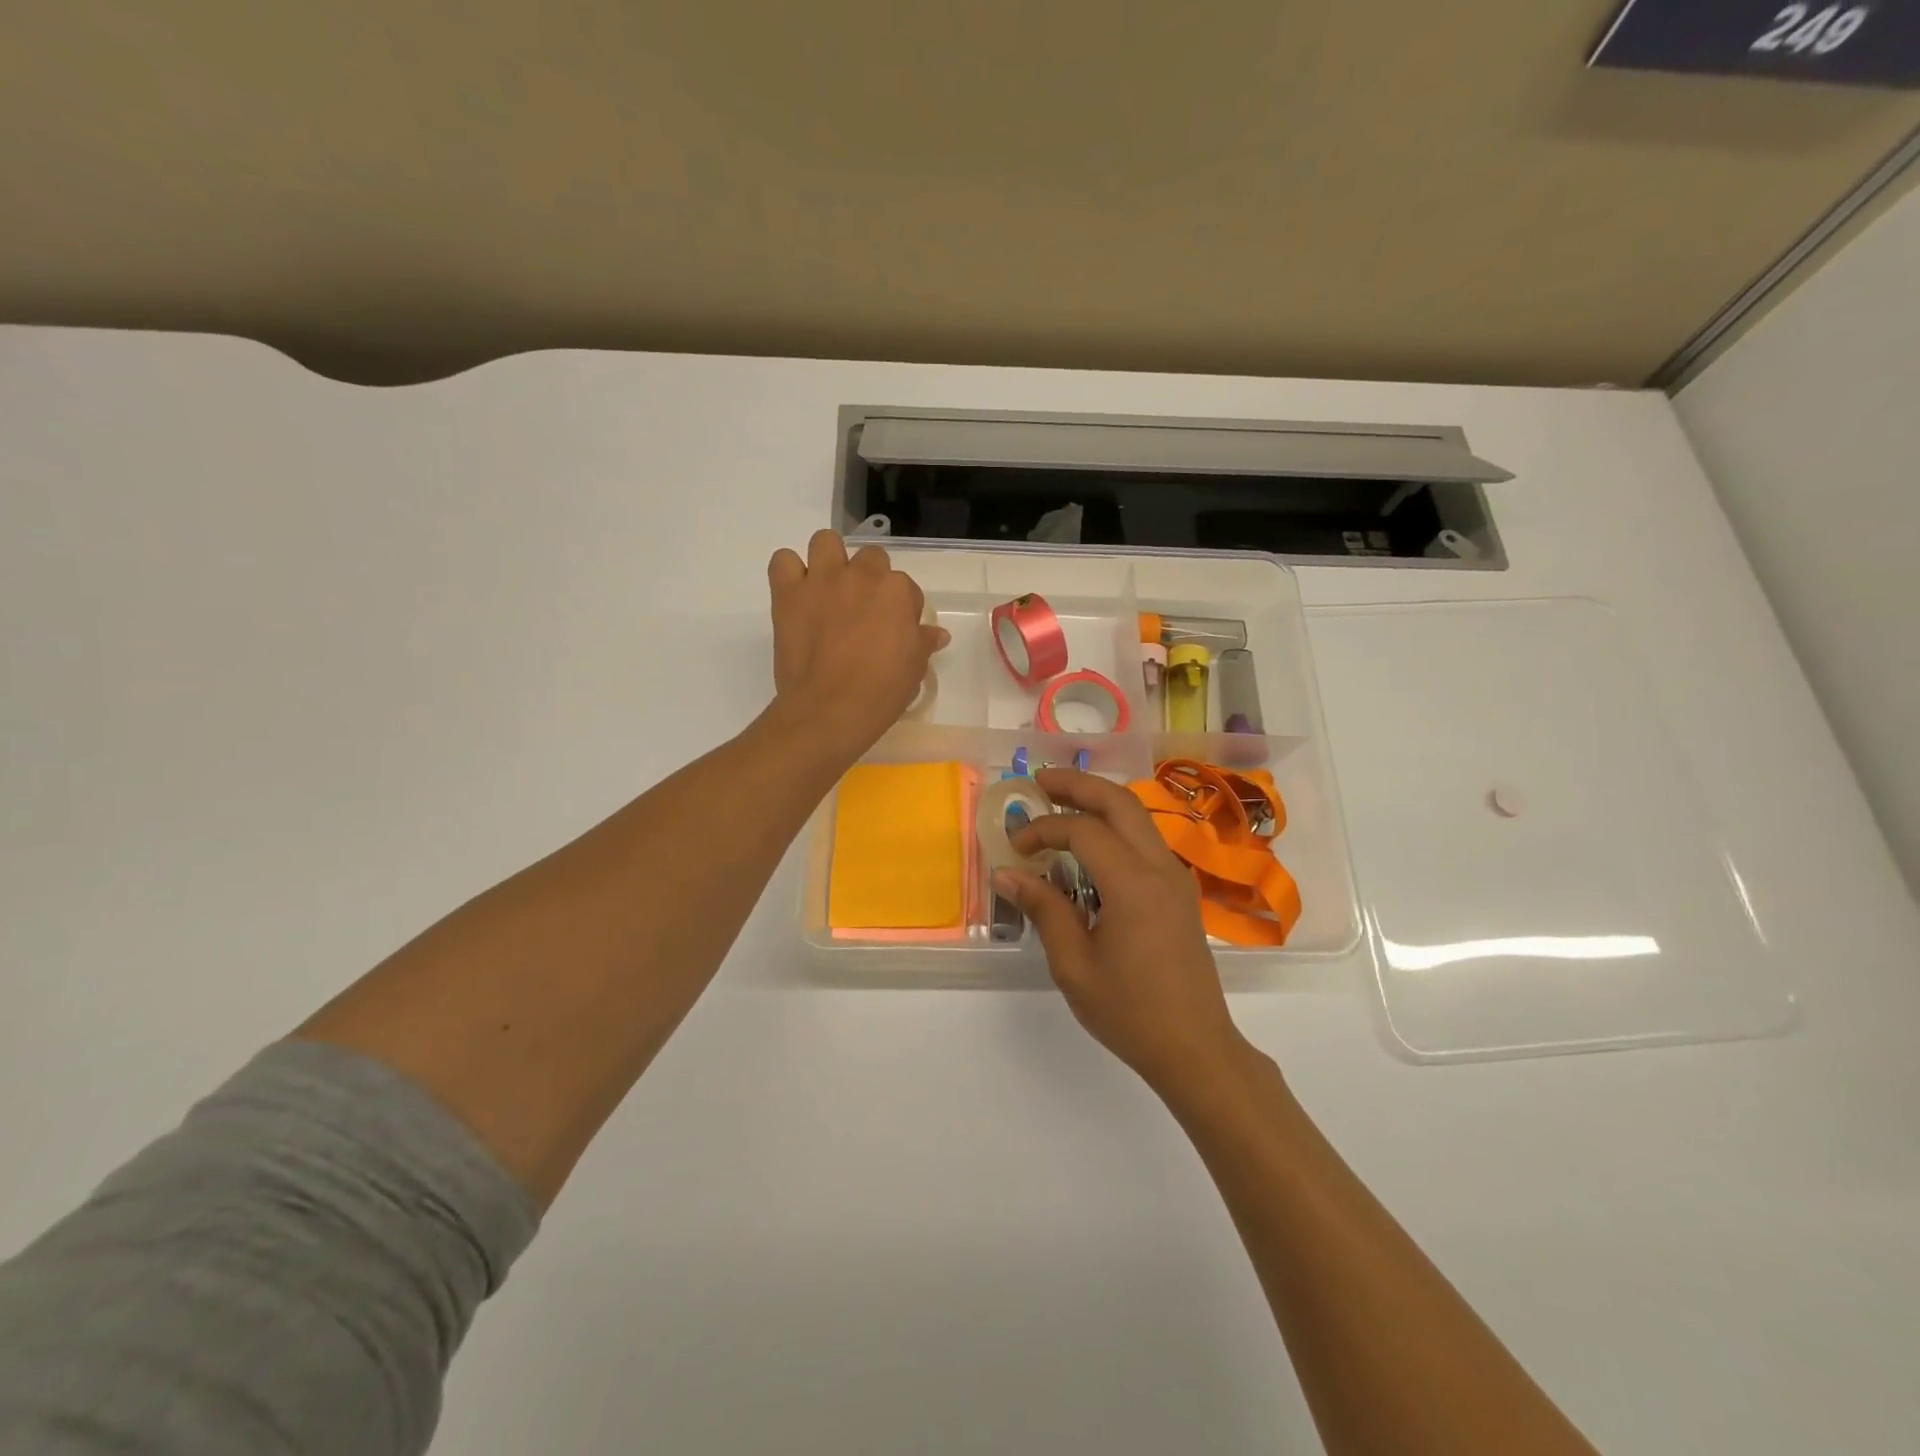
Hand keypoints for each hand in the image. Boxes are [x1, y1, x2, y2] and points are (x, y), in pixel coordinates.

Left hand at [767, 531, 948, 757]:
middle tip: (864, 611)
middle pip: (871, 558)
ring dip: (830, 560)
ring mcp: (821, 580)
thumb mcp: (915, 668)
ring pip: (825, 541)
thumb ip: (924, 642)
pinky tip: (797, 594)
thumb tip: (937, 634)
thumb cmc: (882, 691)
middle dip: (870, 578)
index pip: (906, 588)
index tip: (895, 632)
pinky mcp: (788, 593)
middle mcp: (861, 575)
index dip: (901, 610)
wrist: (830, 709)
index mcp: (897, 591)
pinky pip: (783, 562)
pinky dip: (789, 572)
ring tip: (830, 590)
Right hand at [992, 768, 1251, 1095]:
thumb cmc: (1131, 1012)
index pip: (1084, 831)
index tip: (1016, 848)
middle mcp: (1160, 868)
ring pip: (1137, 817)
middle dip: (1078, 784)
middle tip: (1039, 781)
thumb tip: (1007, 873)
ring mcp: (1176, 878)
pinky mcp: (1180, 892)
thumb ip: (1044, 909)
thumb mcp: (1074, 965)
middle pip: (1120, 802)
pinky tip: (1090, 846)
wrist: (1197, 1049)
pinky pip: (1145, 841)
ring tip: (1060, 802)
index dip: (1044, 829)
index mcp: (1134, 885)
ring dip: (1098, 802)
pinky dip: (1115, 828)